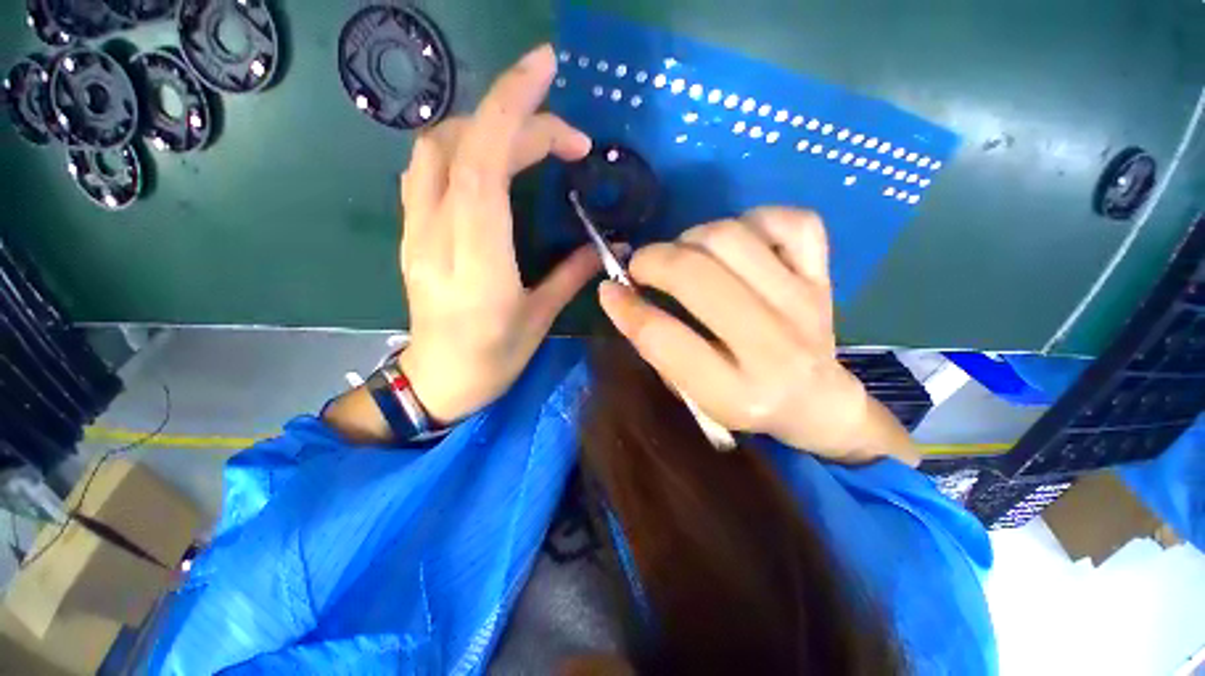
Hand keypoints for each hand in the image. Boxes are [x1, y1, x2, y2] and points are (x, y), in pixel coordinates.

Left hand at [397, 45, 601, 422]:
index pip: (484, 163)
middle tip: (567, 136)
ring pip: (437, 147)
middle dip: (518, 118)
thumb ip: (572, 274)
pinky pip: (427, 169)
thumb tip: (606, 244)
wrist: (438, 379)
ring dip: (485, 126)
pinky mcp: (412, 232)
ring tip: (529, 141)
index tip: (547, 70)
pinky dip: (461, 147)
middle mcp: (438, 234)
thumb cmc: (493, 359)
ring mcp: (417, 230)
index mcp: (478, 260)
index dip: (515, 109)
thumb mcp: (540, 318)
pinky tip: (488, 160)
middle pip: (464, 144)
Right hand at [598, 208, 918, 465]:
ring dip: (692, 238)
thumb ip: (657, 347)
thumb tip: (621, 293)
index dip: (625, 308)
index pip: (663, 338)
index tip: (609, 290)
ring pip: (731, 237)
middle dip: (653, 260)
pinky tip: (739, 242)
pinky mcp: (823, 278)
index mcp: (735, 394)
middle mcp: (773, 348)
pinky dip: (754, 220)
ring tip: (686, 256)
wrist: (817, 401)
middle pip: (695, 275)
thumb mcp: (692, 393)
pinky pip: (791, 222)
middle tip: (641, 266)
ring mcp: (804, 305)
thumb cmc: (744, 402)